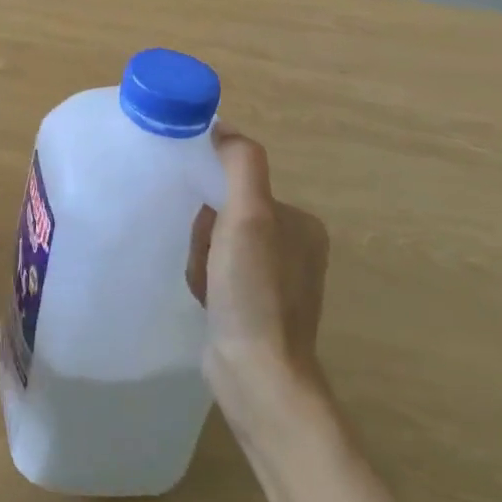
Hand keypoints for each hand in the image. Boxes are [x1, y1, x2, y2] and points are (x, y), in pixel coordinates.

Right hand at [188, 127, 329, 417]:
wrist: (257, 374)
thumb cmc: (254, 291)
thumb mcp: (248, 216)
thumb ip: (240, 164)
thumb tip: (223, 127)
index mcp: (301, 224)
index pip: (238, 188)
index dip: (211, 203)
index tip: (206, 228)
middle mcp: (294, 248)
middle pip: (225, 215)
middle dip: (204, 235)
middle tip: (205, 261)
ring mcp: (277, 281)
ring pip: (216, 245)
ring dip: (200, 259)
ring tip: (204, 285)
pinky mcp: (258, 307)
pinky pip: (218, 273)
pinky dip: (204, 281)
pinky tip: (205, 299)